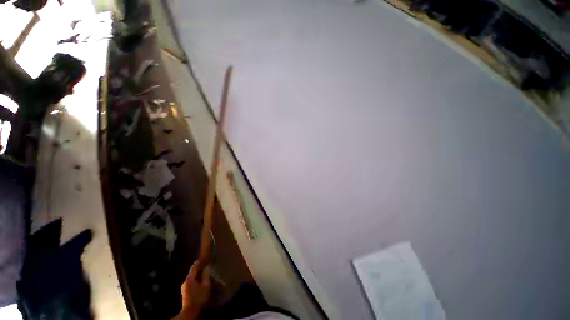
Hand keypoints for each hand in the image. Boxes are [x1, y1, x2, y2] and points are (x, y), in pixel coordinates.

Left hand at [179, 262, 210, 319]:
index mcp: (190, 279)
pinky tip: (200, 280)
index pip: (194, 267)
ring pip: (192, 277)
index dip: (199, 262)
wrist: (190, 311)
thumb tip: (207, 267)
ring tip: (204, 272)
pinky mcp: (185, 290)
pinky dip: (196, 278)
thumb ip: (206, 275)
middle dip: (198, 268)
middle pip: (192, 272)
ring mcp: (184, 286)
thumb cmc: (199, 298)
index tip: (203, 258)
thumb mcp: (206, 286)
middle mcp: (185, 281)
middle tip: (205, 264)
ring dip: (197, 274)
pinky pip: (191, 281)